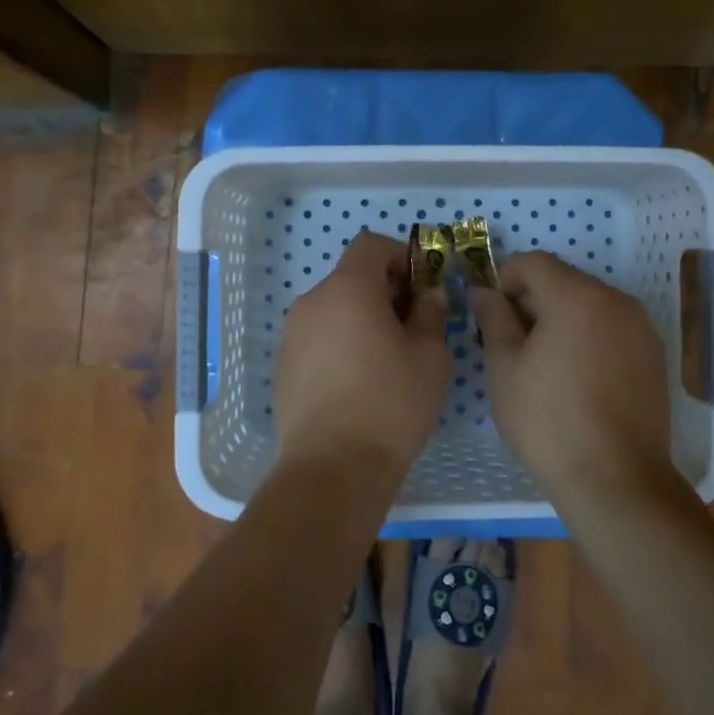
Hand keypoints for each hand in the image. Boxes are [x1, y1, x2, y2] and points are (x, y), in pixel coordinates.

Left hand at [274, 230, 450, 479]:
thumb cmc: (390, 405)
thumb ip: (431, 314)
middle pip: (351, 277)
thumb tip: (428, 295)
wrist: (331, 469)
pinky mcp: (283, 365)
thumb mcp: (429, 356)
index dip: (400, 256)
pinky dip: (340, 342)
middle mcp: (312, 302)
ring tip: (385, 360)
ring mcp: (292, 334)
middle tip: (411, 327)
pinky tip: (357, 382)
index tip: (420, 287)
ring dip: (361, 318)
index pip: (371, 245)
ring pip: (334, 308)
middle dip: (384, 291)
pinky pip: (318, 337)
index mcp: (348, 289)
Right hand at [468, 252, 676, 501]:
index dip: (505, 277)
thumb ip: (493, 318)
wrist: (616, 481)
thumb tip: (484, 291)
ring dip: (561, 317)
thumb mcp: (504, 368)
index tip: (491, 312)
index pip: (534, 262)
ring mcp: (641, 327)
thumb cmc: (548, 422)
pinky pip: (611, 327)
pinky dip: (588, 335)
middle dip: (532, 299)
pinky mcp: (654, 355)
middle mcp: (615, 300)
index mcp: (576, 296)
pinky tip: (576, 377)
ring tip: (543, 362)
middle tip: (510, 340)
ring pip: (589, 304)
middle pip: (564, 280)